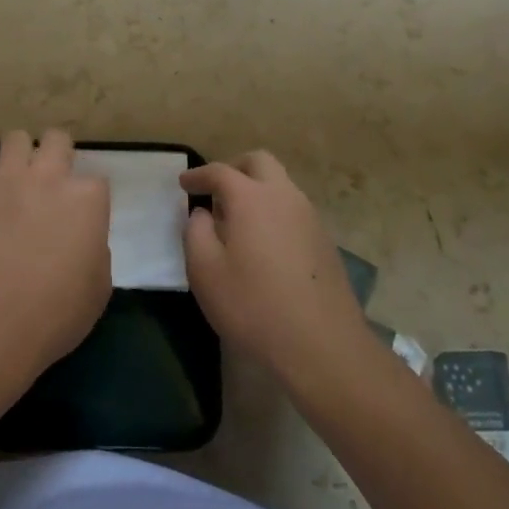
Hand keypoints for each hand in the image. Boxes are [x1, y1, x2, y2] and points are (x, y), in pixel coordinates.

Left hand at [0, 129, 112, 387]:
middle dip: (56, 153)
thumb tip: (83, 240)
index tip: (80, 217)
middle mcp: (50, 177)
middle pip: (57, 139)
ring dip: (19, 155)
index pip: (96, 180)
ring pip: (16, 138)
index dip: (88, 198)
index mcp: (87, 200)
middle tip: (49, 181)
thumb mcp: (98, 288)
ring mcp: (8, 177)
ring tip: (14, 180)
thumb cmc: (55, 313)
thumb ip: (95, 250)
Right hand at [181, 151, 369, 386]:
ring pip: (281, 185)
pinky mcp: (325, 242)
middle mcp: (284, 196)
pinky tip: (264, 244)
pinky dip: (274, 213)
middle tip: (216, 191)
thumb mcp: (205, 271)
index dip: (198, 175)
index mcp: (252, 198)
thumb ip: (196, 233)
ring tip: (237, 220)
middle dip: (234, 168)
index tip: (184, 183)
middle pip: (259, 163)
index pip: (220, 172)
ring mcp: (310, 217)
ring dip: (257, 190)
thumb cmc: (254, 306)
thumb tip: (203, 214)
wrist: (322, 346)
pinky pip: (294, 210)